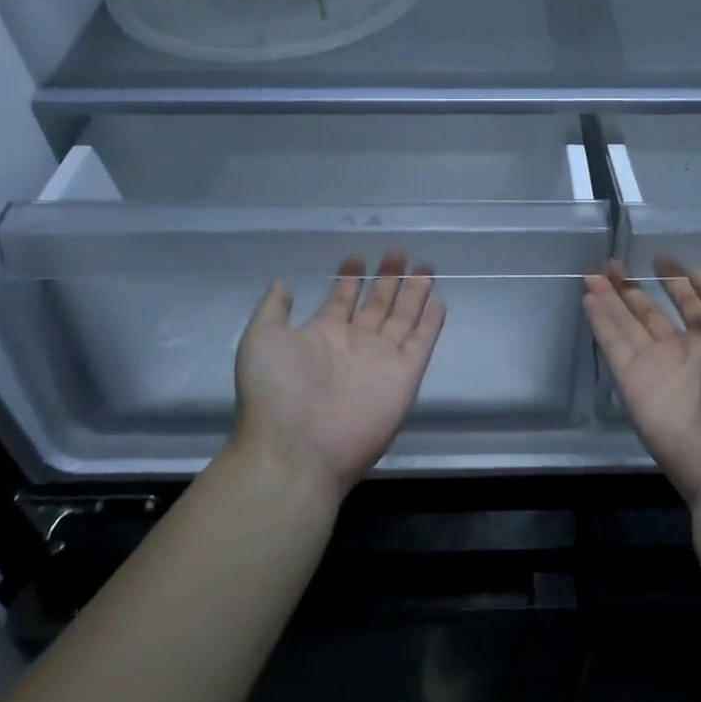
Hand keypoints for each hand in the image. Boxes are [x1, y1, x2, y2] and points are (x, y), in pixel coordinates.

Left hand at [232, 255, 445, 497]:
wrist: (298, 448)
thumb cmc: (276, 391)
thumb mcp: (261, 340)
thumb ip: (273, 309)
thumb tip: (283, 282)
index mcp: (322, 336)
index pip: (342, 301)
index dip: (349, 279)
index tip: (357, 257)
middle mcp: (354, 345)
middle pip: (377, 305)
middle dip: (387, 279)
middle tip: (398, 253)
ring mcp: (382, 360)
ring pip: (403, 318)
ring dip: (413, 294)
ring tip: (424, 268)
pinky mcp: (405, 376)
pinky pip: (422, 343)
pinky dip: (431, 324)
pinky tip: (438, 302)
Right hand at [584, 258, 700, 507]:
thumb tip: (694, 272)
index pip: (691, 302)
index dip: (675, 278)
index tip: (659, 257)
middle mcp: (683, 350)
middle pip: (650, 312)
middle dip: (632, 287)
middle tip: (611, 262)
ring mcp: (655, 367)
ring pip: (626, 324)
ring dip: (610, 298)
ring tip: (592, 272)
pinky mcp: (631, 383)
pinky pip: (613, 344)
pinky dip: (600, 320)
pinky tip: (589, 297)